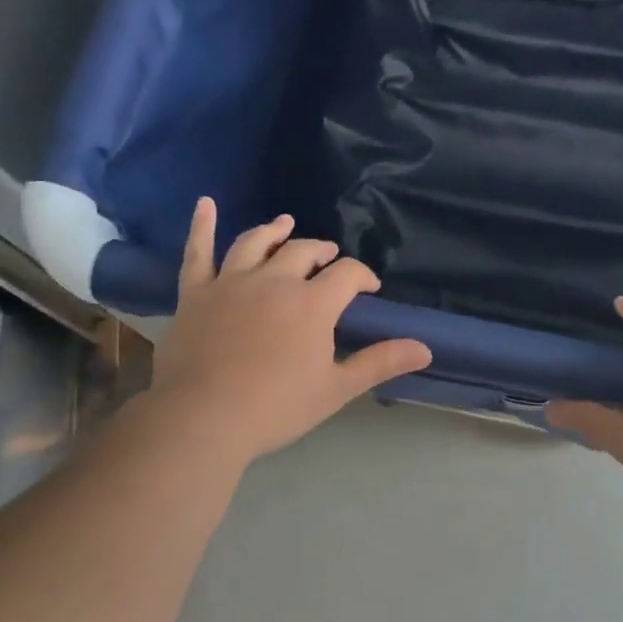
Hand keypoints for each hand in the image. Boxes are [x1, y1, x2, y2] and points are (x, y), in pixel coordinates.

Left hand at [143, 199, 431, 466]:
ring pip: (256, 242)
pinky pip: (198, 251)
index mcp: (312, 303)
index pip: (347, 274)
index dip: (362, 275)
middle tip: (329, 256)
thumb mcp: (337, 388)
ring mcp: (232, 282)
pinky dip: (202, 225)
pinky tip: (205, 203)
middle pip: (303, 251)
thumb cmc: (276, 407)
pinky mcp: (196, 292)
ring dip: (275, 231)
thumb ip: (380, 362)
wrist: (204, 418)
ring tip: (285, 224)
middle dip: (322, 251)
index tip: (369, 287)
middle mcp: (275, 280)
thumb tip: (425, 348)